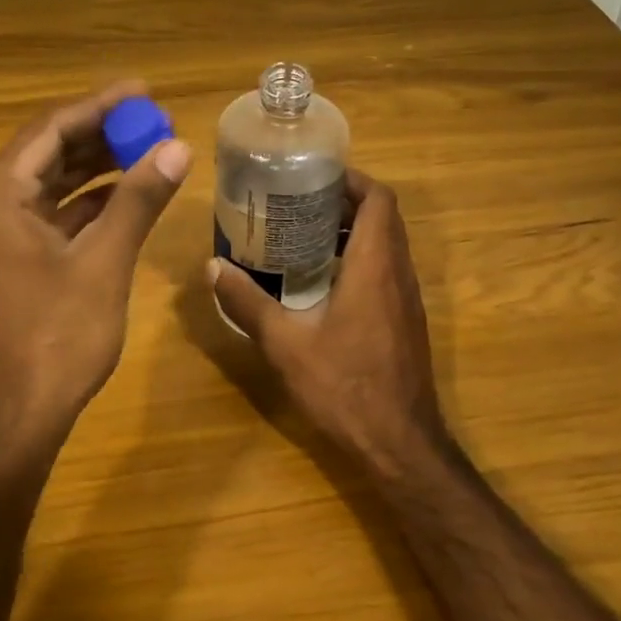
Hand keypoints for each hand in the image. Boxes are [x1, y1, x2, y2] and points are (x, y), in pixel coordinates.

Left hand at [0, 81, 191, 451]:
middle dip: (101, 135)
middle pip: (49, 152)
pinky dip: (91, 205)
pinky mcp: (16, 263)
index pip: (51, 129)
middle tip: (152, 120)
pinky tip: (128, 198)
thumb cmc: (55, 337)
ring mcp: (1, 238)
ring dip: (98, 168)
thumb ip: (137, 201)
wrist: (16, 417)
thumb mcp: (103, 263)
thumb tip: (177, 147)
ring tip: (148, 151)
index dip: (99, 106)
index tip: (143, 91)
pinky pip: (56, 217)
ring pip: (53, 185)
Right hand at [209, 171, 446, 478]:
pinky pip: (385, 272)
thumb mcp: (285, 344)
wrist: (399, 443)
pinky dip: (357, 261)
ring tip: (300, 237)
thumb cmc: (344, 386)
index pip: (379, 199)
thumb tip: (213, 268)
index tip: (312, 176)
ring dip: (350, 233)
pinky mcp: (405, 322)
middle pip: (382, 218)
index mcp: (375, 266)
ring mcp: (407, 300)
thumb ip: (248, 303)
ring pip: (385, 246)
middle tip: (295, 204)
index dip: (351, 179)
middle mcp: (398, 274)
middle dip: (342, 202)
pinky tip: (318, 284)